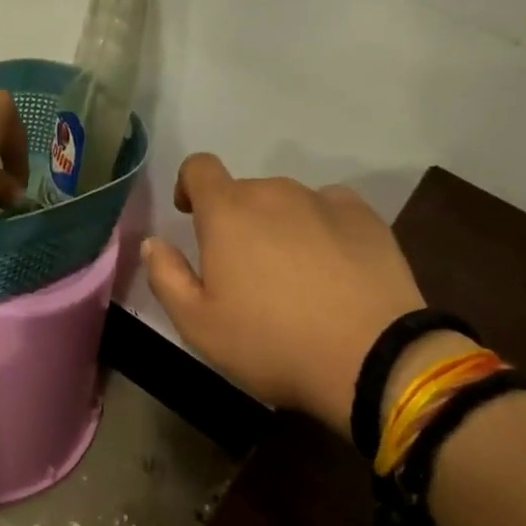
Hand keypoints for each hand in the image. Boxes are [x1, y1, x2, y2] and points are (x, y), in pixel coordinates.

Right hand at [141, 155, 426, 432]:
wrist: (372, 357)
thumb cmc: (272, 343)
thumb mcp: (198, 325)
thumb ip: (166, 276)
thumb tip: (153, 243)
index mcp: (227, 212)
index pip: (199, 168)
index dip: (190, 186)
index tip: (192, 215)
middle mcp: (274, 193)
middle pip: (245, 192)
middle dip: (237, 220)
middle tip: (246, 270)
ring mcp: (323, 200)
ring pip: (288, 202)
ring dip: (280, 225)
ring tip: (294, 275)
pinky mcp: (365, 217)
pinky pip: (330, 209)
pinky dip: (322, 228)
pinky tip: (333, 266)